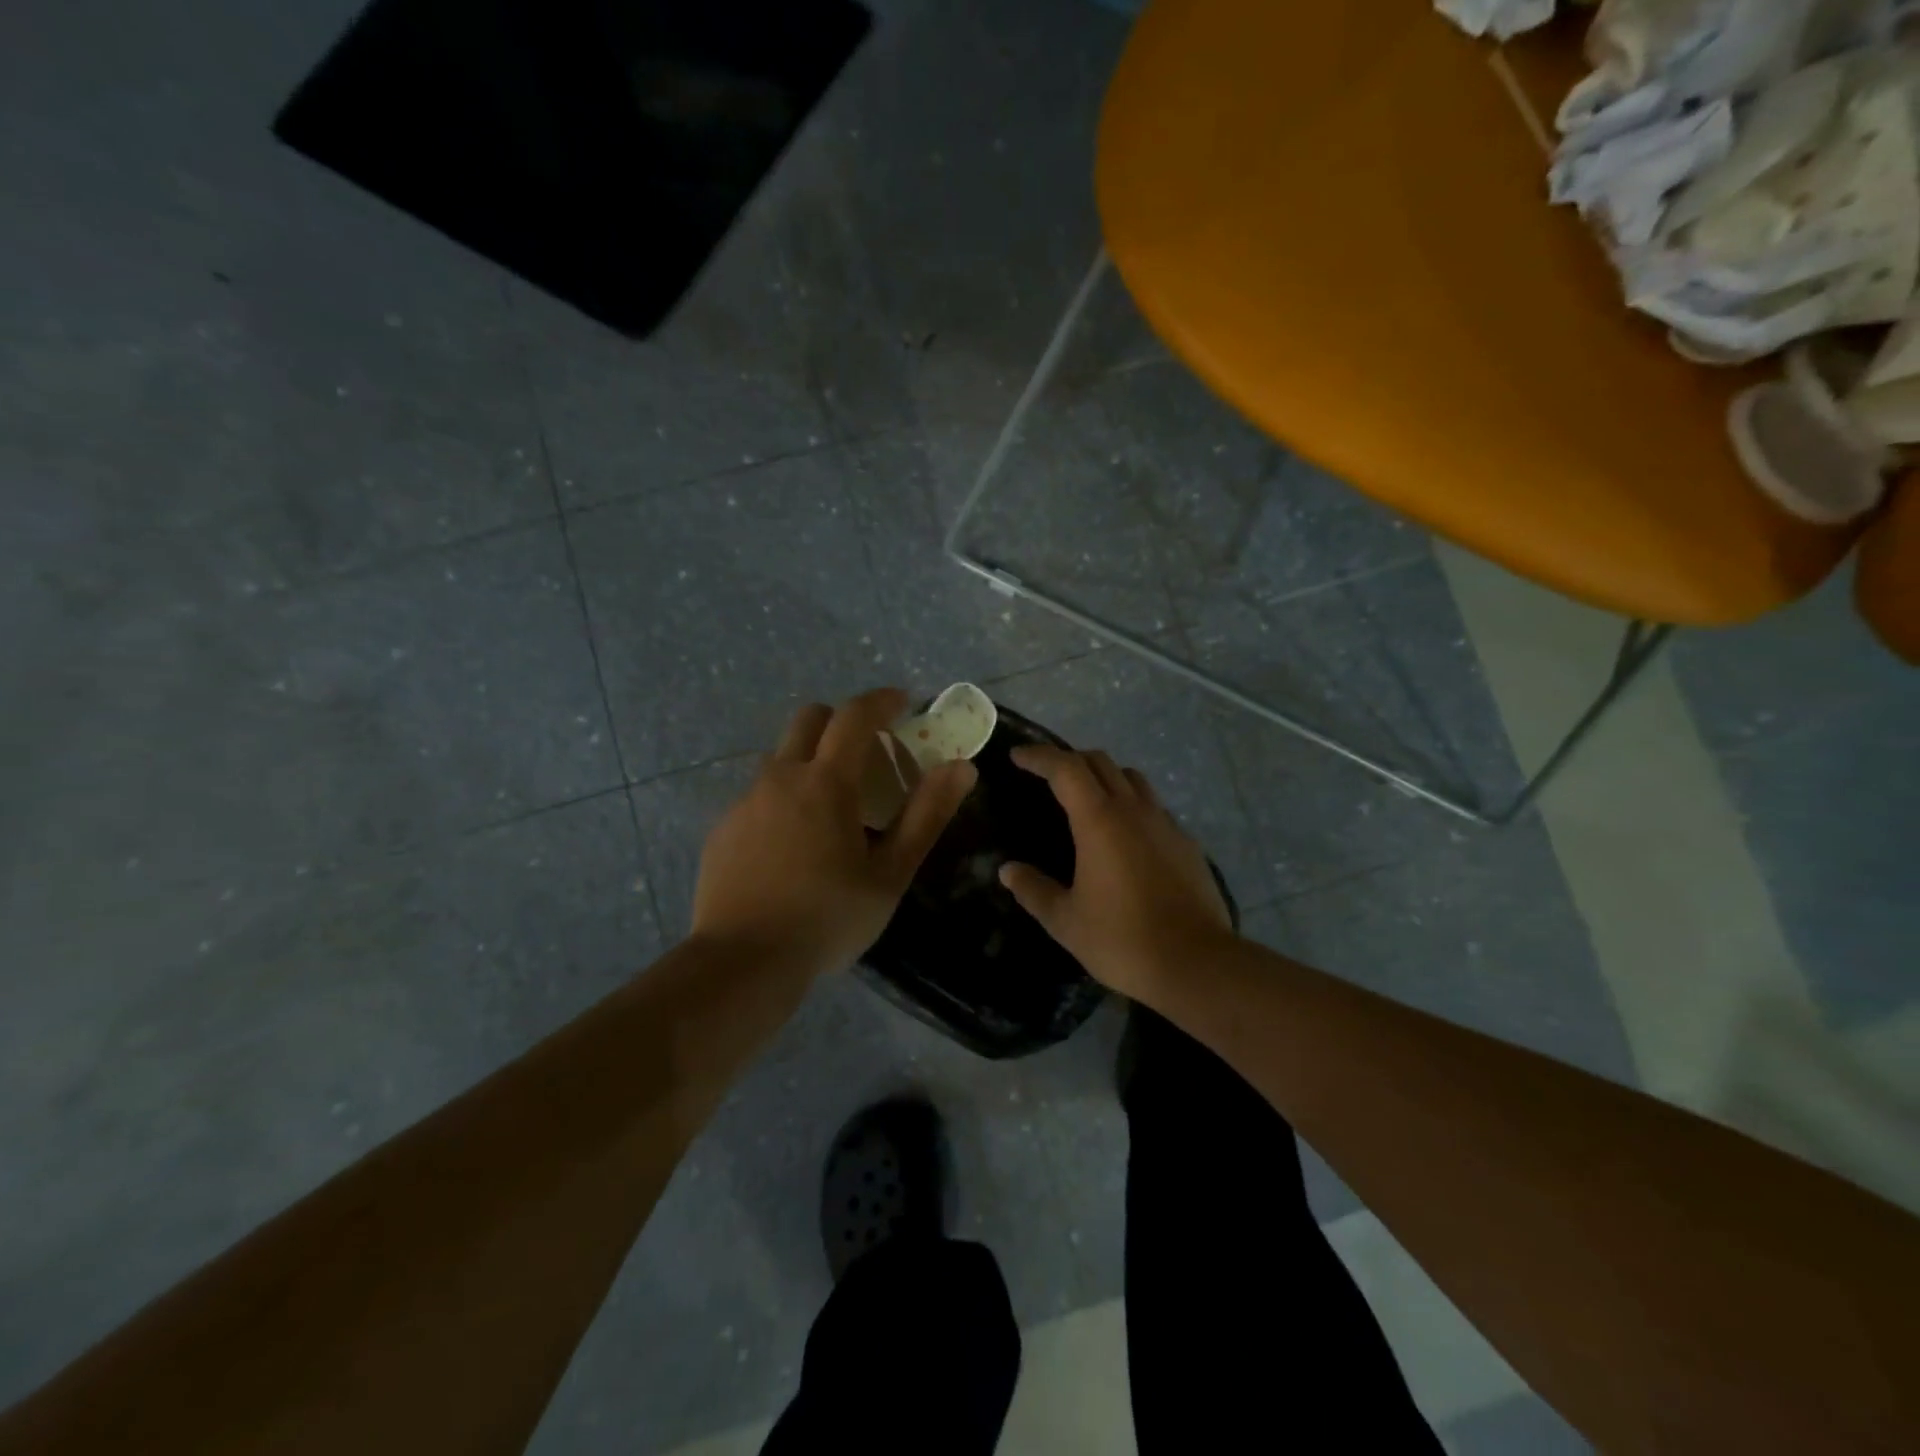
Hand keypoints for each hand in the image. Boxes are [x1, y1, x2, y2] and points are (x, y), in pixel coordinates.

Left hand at [691, 689, 977, 976]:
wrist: (742, 962)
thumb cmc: (828, 918)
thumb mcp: (890, 873)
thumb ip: (926, 815)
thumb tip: (962, 768)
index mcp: (826, 782)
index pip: (854, 716)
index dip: (881, 701)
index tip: (903, 702)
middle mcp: (780, 778)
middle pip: (809, 719)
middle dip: (841, 721)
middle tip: (868, 752)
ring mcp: (745, 802)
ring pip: (781, 757)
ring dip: (811, 759)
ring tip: (832, 806)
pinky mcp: (724, 829)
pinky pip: (759, 794)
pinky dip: (784, 797)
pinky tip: (793, 844)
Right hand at [1000, 746, 1232, 1000]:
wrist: (1196, 964)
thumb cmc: (1122, 940)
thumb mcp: (1065, 921)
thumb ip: (1033, 890)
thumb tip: (1007, 870)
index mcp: (1099, 820)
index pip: (1065, 768)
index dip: (1039, 757)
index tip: (1017, 755)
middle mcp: (1134, 810)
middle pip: (1100, 762)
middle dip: (1069, 759)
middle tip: (1047, 775)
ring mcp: (1165, 824)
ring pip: (1132, 779)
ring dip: (1104, 776)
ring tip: (1086, 798)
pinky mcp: (1186, 843)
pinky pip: (1154, 807)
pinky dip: (1131, 804)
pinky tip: (1124, 835)